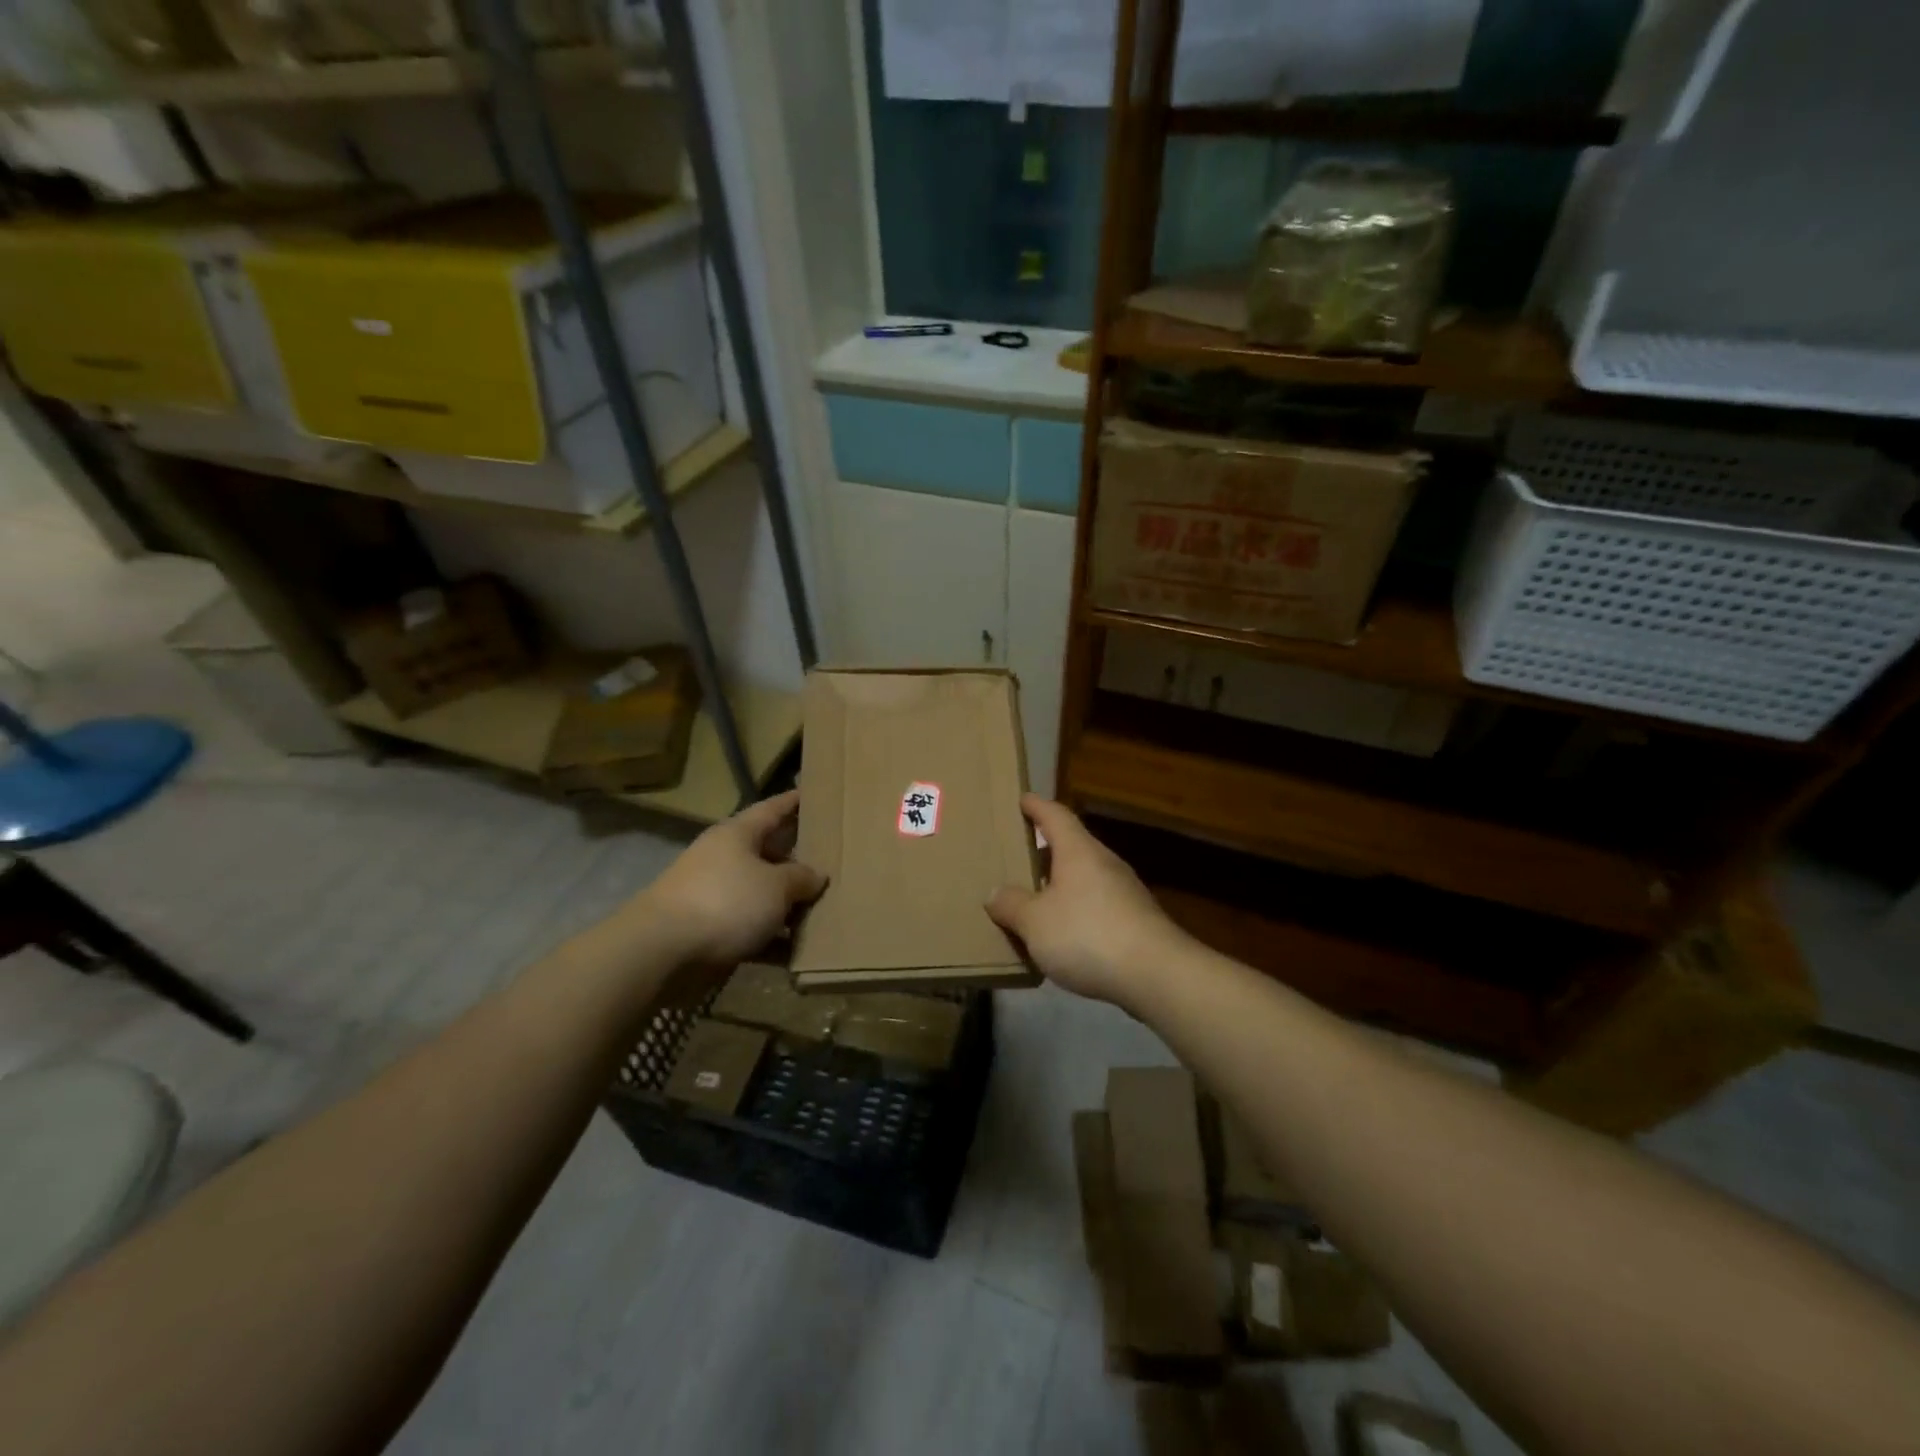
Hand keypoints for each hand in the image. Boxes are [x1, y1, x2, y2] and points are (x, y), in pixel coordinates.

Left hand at [639, 790, 825, 966]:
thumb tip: (816, 875)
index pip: (771, 809)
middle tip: (831, 862)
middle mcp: (724, 859)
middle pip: (768, 854)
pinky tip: (797, 952)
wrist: (661, 951)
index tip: (812, 794)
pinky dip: (771, 939)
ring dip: (787, 905)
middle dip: (797, 860)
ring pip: (760, 895)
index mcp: (737, 835)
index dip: (793, 802)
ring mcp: (714, 896)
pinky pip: (749, 930)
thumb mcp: (776, 886)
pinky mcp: (708, 932)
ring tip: (824, 911)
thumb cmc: (726, 901)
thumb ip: (801, 878)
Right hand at [986, 795, 1187, 1006]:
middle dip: (1046, 849)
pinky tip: (1063, 933)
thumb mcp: (1035, 922)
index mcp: (1078, 851)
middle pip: (1072, 846)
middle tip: (1018, 854)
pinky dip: (1076, 910)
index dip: (1037, 806)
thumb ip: (1012, 905)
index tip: (1022, 799)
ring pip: (1085, 877)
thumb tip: (996, 893)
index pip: (1055, 816)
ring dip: (1060, 884)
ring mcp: (1125, 892)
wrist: (1156, 974)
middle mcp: (1104, 863)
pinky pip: (1097, 905)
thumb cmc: (1088, 934)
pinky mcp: (1136, 921)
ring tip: (1034, 898)